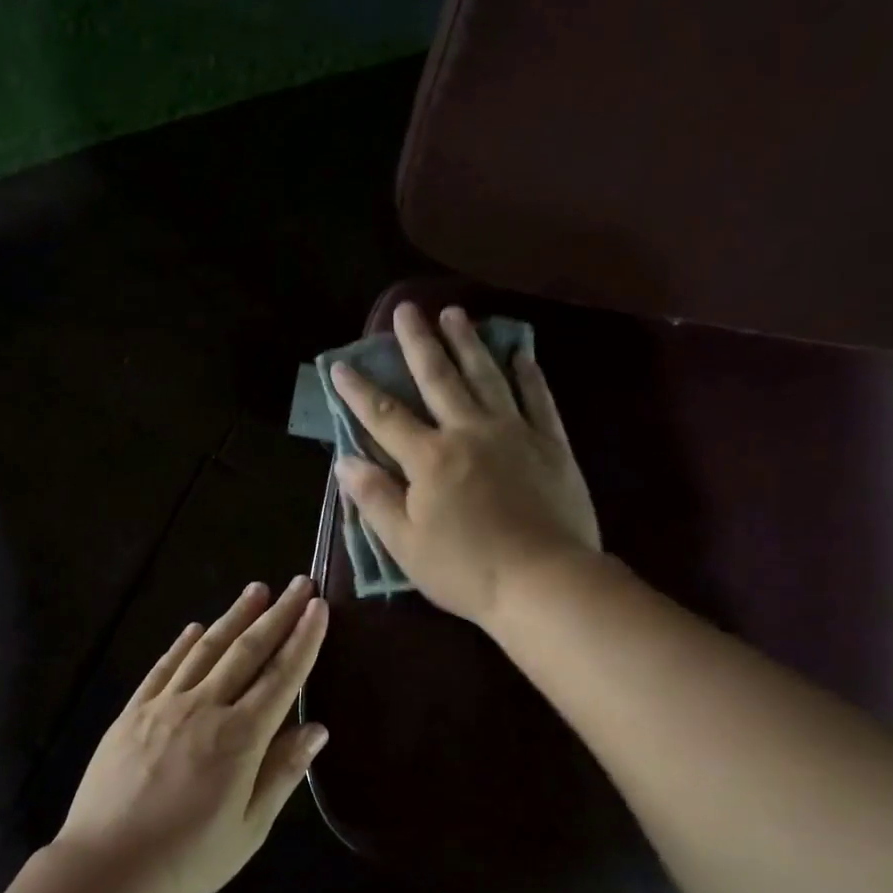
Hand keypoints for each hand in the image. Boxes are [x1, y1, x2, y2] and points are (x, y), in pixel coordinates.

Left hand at [56, 577, 329, 892]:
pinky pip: (163, 668)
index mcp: (240, 737)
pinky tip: (195, 628)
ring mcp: (164, 705)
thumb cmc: (187, 858)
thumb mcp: (249, 828)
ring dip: (234, 617)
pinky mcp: (133, 713)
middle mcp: (205, 708)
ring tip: (257, 589)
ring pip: (207, 650)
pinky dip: (182, 644)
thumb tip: (317, 729)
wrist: (106, 867)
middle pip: (247, 651)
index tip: (319, 608)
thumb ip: (282, 773)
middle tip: (299, 583)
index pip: (282, 677)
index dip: (304, 640)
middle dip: (278, 614)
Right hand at [331, 301, 601, 626]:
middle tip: (406, 310)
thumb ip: (375, 499)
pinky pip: (539, 400)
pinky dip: (529, 375)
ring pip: (487, 377)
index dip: (359, 390)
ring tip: (455, 313)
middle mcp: (469, 433)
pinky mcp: (552, 445)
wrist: (544, 582)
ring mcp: (515, 434)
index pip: (384, 416)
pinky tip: (521, 354)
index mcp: (429, 459)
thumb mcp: (405, 544)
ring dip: (468, 343)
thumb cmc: (466, 569)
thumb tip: (346, 461)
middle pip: (439, 379)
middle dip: (418, 343)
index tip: (340, 365)